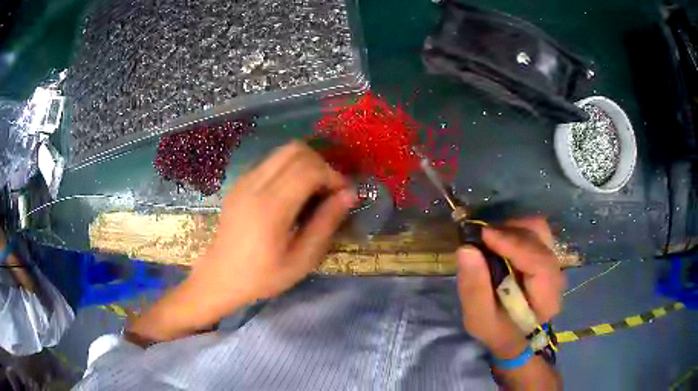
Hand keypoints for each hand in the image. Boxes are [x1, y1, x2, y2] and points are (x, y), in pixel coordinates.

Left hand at [187, 141, 354, 311]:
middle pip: (296, 150)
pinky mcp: (240, 182)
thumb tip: (349, 194)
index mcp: (270, 207)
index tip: (342, 194)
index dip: (332, 175)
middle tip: (328, 190)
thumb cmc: (263, 276)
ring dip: (305, 163)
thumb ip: (326, 223)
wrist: (221, 276)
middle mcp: (255, 185)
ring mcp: (244, 180)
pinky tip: (291, 193)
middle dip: (320, 164)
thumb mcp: (301, 260)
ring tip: (312, 190)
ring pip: (283, 151)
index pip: (309, 168)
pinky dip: (289, 168)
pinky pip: (271, 161)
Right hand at [456, 217, 564, 358]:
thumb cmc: (499, 332)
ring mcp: (553, 262)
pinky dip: (515, 232)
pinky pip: (534, 234)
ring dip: (512, 229)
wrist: (517, 339)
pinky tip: (499, 243)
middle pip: (540, 237)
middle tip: (481, 238)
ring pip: (538, 230)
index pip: (538, 261)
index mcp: (546, 297)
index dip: (512, 244)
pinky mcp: (546, 256)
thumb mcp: (480, 319)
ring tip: (490, 240)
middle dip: (509, 232)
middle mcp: (556, 274)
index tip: (483, 235)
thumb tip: (466, 248)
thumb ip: (474, 288)